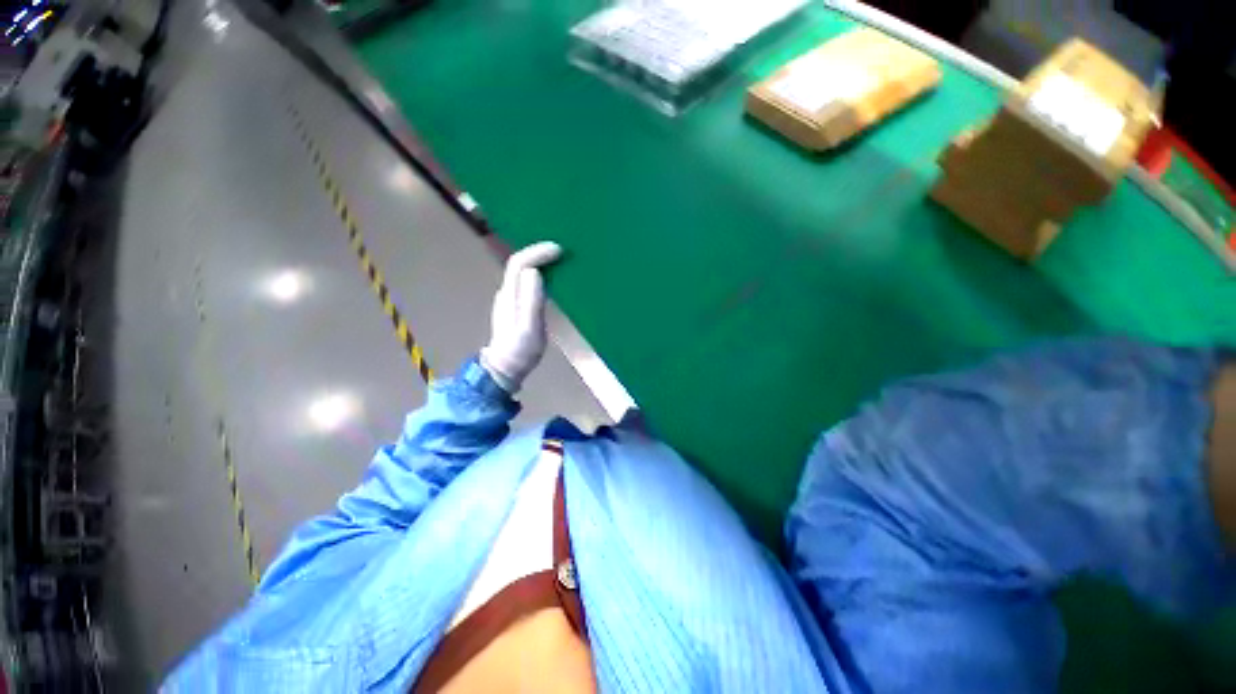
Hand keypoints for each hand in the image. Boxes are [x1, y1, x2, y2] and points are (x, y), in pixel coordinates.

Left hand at [480, 242, 562, 392]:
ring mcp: (510, 298)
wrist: (506, 367)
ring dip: (540, 261)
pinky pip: (526, 280)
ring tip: (559, 260)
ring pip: (522, 271)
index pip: (519, 263)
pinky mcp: (516, 305)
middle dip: (539, 253)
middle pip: (519, 263)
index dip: (537, 252)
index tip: (558, 250)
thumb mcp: (529, 328)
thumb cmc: (521, 350)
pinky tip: (551, 277)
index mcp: (510, 295)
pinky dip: (540, 272)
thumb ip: (531, 300)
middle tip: (562, 252)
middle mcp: (507, 292)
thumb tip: (534, 272)